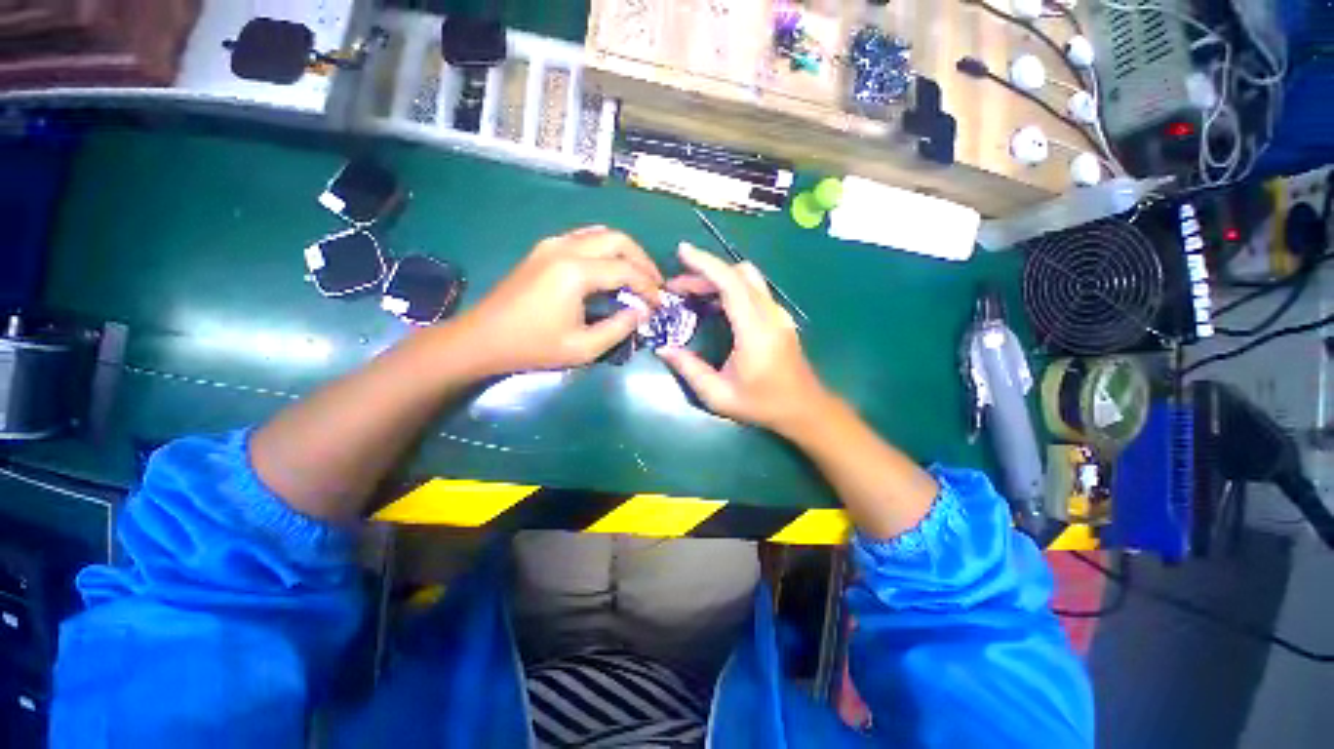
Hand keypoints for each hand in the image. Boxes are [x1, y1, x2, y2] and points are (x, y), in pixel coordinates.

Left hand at [451, 226, 661, 376]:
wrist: (483, 338)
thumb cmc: (533, 346)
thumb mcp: (583, 348)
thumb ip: (618, 328)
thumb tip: (641, 312)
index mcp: (575, 272)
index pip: (626, 270)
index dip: (648, 286)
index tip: (659, 304)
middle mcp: (565, 248)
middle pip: (618, 240)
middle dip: (643, 261)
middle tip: (654, 284)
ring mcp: (552, 244)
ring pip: (602, 234)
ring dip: (625, 251)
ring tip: (638, 275)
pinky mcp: (544, 249)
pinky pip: (584, 238)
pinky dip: (605, 249)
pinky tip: (610, 268)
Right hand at [657, 242, 833, 434]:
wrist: (804, 409)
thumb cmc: (762, 405)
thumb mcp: (719, 395)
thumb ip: (690, 370)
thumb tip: (664, 349)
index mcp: (755, 332)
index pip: (731, 284)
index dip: (706, 264)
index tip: (682, 252)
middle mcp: (770, 315)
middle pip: (739, 275)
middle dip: (705, 273)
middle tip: (677, 288)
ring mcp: (778, 314)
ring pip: (748, 279)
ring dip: (718, 278)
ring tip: (691, 294)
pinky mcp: (779, 317)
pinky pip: (754, 291)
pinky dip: (730, 288)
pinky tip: (713, 305)